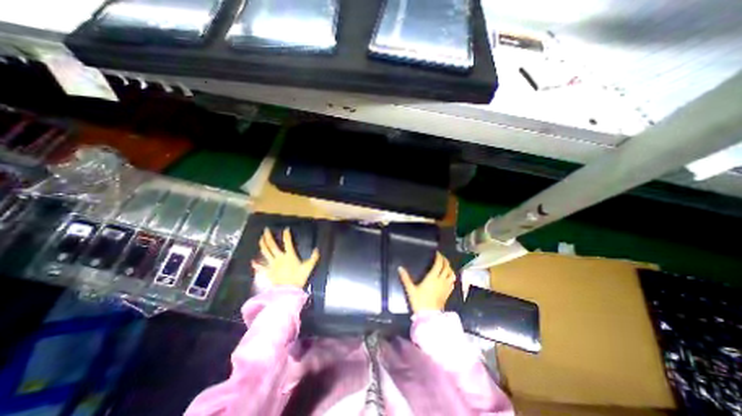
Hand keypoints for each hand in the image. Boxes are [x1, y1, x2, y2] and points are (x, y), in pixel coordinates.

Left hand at [253, 227, 318, 289]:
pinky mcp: (268, 272)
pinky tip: (253, 261)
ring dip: (262, 245)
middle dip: (268, 237)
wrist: (288, 290)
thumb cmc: (299, 278)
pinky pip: (261, 268)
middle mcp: (279, 257)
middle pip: (272, 245)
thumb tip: (317, 249)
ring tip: (260, 239)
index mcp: (289, 255)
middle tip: (265, 230)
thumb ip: (313, 258)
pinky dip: (256, 265)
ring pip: (265, 253)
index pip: (288, 242)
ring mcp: (272, 264)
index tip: (286, 229)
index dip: (287, 235)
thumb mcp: (309, 267)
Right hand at [403, 254, 454, 311]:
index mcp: (432, 277)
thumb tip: (399, 268)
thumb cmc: (419, 301)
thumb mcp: (410, 289)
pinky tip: (449, 277)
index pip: (439, 264)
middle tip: (442, 257)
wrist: (429, 315)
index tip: (437, 253)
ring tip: (446, 266)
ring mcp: (446, 287)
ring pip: (451, 274)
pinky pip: (452, 282)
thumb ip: (405, 278)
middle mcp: (441, 280)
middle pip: (447, 267)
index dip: (439, 257)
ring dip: (450, 268)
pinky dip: (451, 277)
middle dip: (445, 261)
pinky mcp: (448, 293)